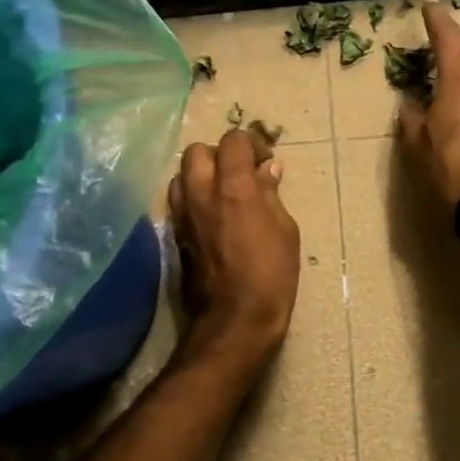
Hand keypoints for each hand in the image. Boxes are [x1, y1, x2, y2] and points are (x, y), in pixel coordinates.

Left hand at [168, 128, 300, 362]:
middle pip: (197, 151)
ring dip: (200, 175)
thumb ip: (272, 194)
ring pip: (181, 174)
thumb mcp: (285, 230)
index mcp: (234, 187)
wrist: (234, 319)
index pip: (232, 141)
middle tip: (239, 173)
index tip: (264, 158)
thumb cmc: (271, 274)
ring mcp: (182, 213)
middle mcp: (201, 192)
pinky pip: (178, 200)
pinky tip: (211, 215)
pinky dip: (192, 197)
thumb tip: (268, 169)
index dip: (250, 143)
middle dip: (219, 154)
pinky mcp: (174, 234)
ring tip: (222, 192)